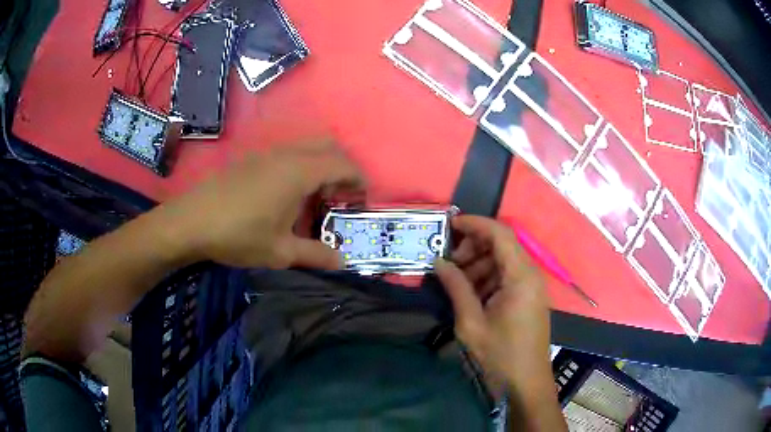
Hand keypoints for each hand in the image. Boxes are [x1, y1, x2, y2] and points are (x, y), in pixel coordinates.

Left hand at [159, 140, 364, 269]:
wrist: (190, 222)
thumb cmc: (238, 235)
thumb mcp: (280, 252)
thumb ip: (316, 255)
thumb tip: (343, 263)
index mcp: (299, 172)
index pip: (342, 164)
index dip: (358, 181)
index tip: (360, 202)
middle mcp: (287, 154)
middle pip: (328, 146)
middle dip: (342, 169)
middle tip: (340, 198)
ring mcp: (267, 153)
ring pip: (307, 147)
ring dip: (320, 166)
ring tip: (315, 198)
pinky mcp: (252, 158)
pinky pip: (288, 153)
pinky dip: (301, 166)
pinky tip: (287, 195)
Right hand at [435, 215, 550, 386]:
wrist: (526, 384)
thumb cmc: (500, 355)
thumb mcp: (471, 323)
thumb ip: (456, 287)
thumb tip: (438, 262)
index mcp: (521, 277)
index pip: (500, 234)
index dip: (475, 224)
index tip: (449, 225)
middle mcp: (530, 275)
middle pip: (502, 245)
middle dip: (473, 247)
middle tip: (449, 263)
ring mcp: (531, 287)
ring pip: (503, 261)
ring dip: (479, 265)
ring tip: (455, 281)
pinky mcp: (528, 298)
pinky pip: (507, 277)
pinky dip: (487, 279)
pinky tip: (470, 294)